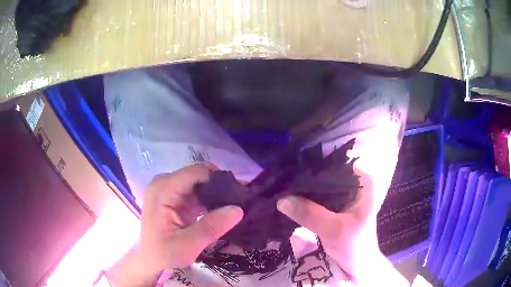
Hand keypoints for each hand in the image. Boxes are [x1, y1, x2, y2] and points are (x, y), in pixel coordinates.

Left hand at [107, 164, 243, 286]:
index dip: (219, 180)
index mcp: (163, 189)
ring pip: (201, 182)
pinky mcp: (176, 196)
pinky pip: (198, 191)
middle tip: (240, 202)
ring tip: (235, 206)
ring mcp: (170, 188)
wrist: (150, 258)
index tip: (239, 195)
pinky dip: (211, 199)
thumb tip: (238, 209)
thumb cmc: (163, 253)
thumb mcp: (187, 245)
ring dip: (218, 194)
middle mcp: (165, 182)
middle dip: (221, 187)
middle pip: (200, 174)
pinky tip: (223, 210)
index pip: (196, 172)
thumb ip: (211, 227)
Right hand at [277, 168, 407, 285]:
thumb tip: (281, 198)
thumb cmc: (354, 246)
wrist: (358, 265)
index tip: (289, 173)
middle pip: (325, 176)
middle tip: (281, 182)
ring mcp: (346, 195)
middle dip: (305, 180)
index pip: (333, 166)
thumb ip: (310, 214)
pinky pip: (319, 199)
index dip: (311, 168)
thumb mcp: (334, 230)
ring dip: (304, 191)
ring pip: (321, 188)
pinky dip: (306, 201)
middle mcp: (354, 183)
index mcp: (362, 182)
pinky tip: (291, 201)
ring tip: (282, 189)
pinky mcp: (337, 207)